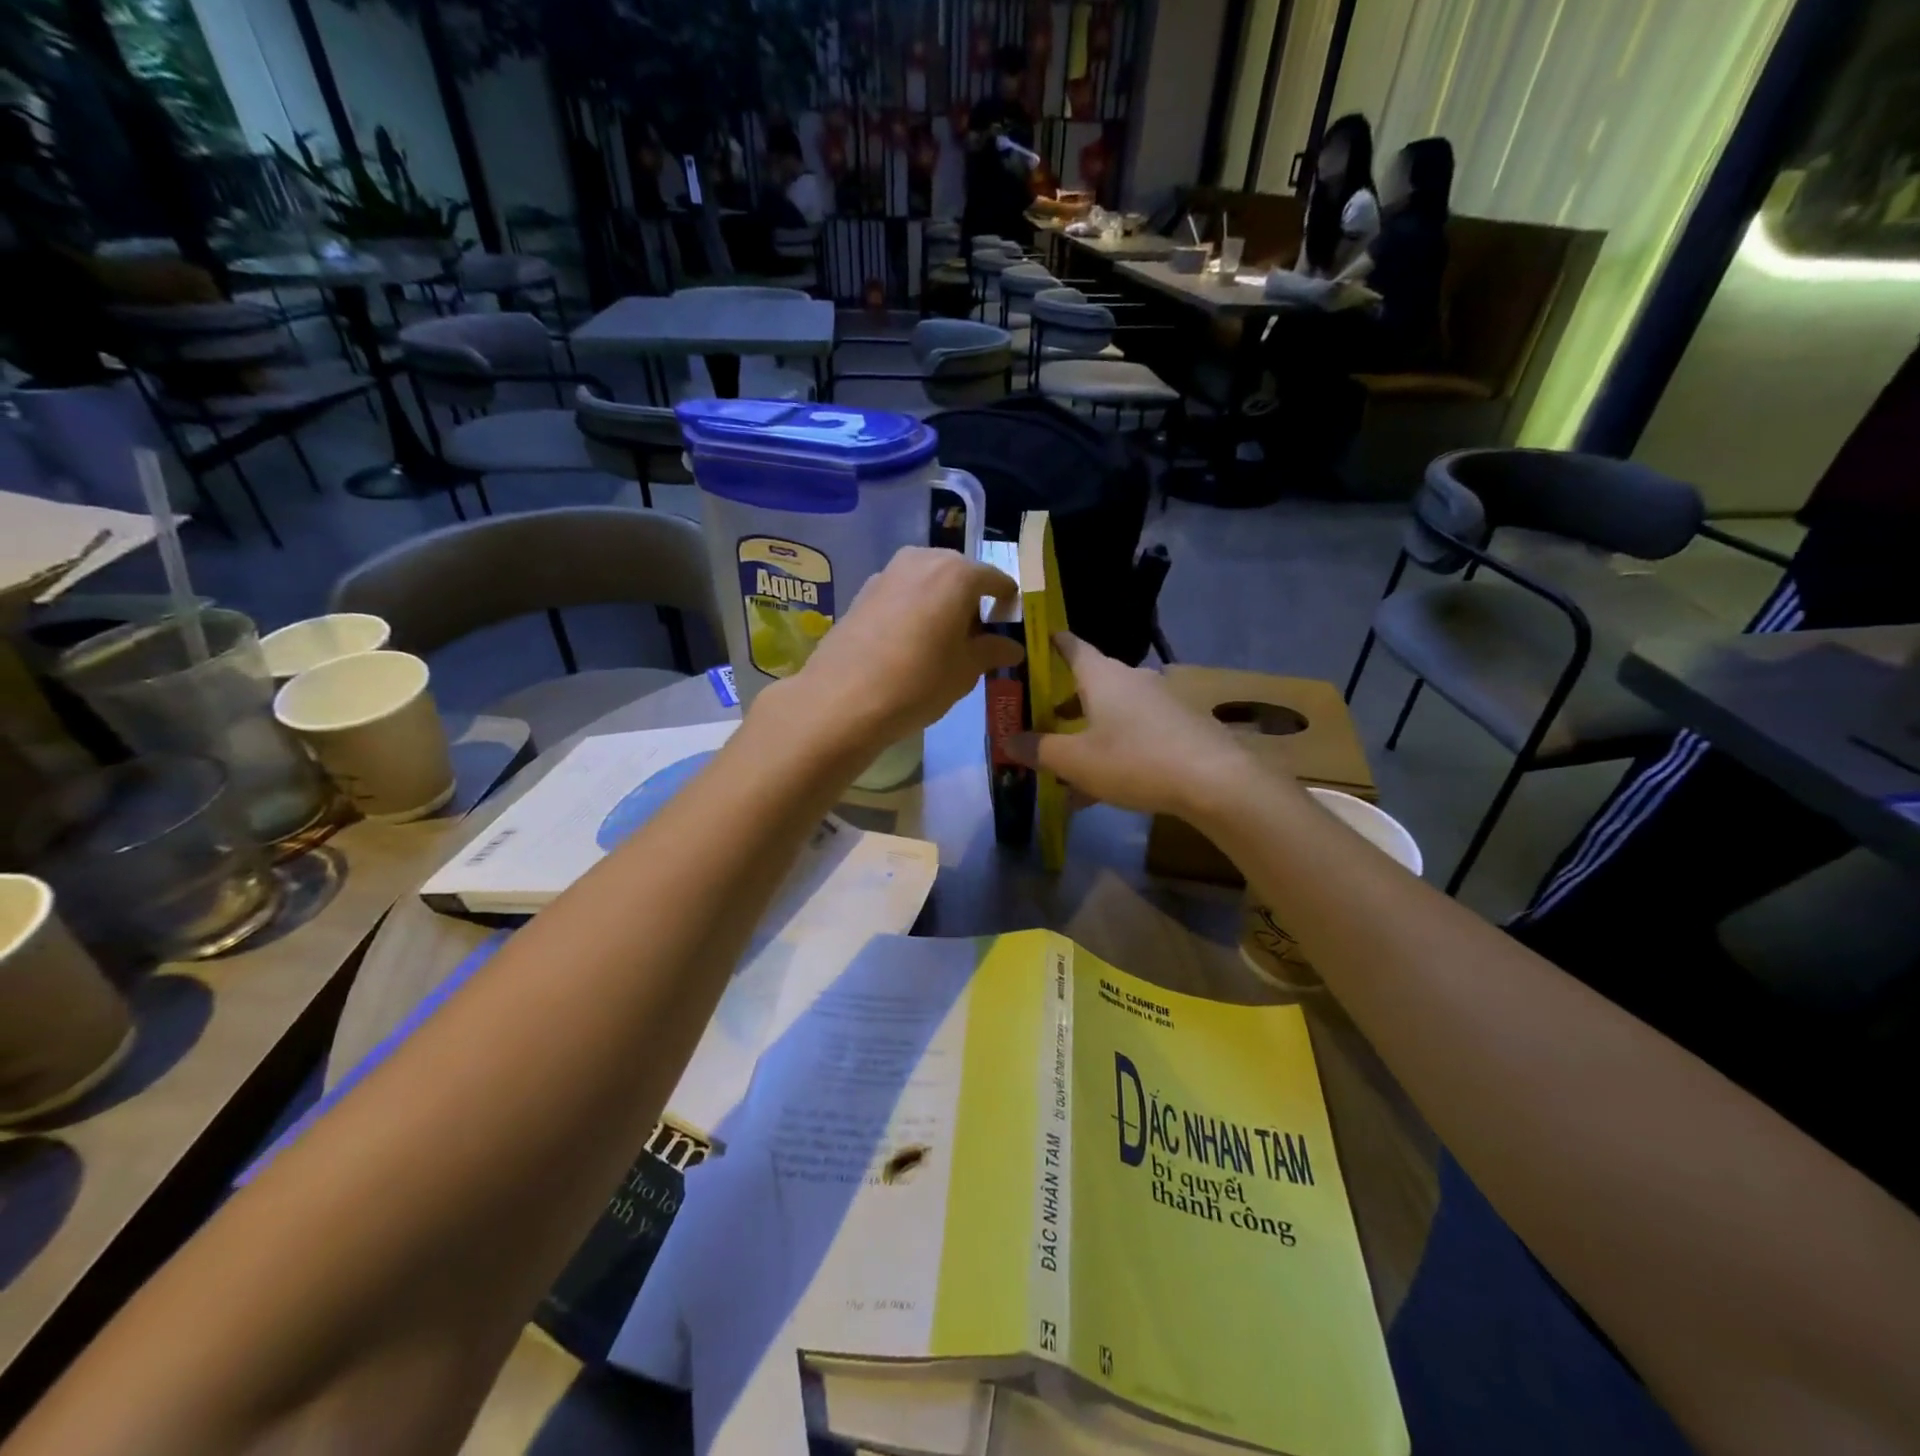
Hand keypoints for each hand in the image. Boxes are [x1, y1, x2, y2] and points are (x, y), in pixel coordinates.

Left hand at [774, 546, 1022, 751]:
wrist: (842, 699)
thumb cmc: (918, 682)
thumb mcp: (965, 671)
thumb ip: (992, 651)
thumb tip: (1012, 647)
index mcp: (957, 573)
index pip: (995, 579)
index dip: (1006, 602)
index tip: (1008, 626)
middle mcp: (922, 560)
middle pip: (958, 574)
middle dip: (970, 601)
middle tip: (974, 638)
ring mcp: (888, 573)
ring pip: (927, 582)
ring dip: (940, 604)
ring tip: (941, 643)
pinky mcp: (862, 592)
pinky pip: (902, 594)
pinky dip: (913, 610)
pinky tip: (908, 644)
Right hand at [1004, 633, 1253, 818]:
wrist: (1215, 781)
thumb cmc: (1135, 760)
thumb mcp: (1077, 761)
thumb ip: (1039, 749)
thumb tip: (1008, 740)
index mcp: (1103, 676)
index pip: (1071, 645)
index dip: (1050, 644)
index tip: (1033, 646)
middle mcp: (1133, 679)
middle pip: (1090, 683)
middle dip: (1064, 704)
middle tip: (1042, 722)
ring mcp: (1161, 701)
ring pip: (1113, 713)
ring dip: (1089, 734)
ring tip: (1068, 769)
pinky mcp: (1181, 726)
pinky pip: (1137, 732)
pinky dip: (1115, 750)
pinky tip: (1105, 788)